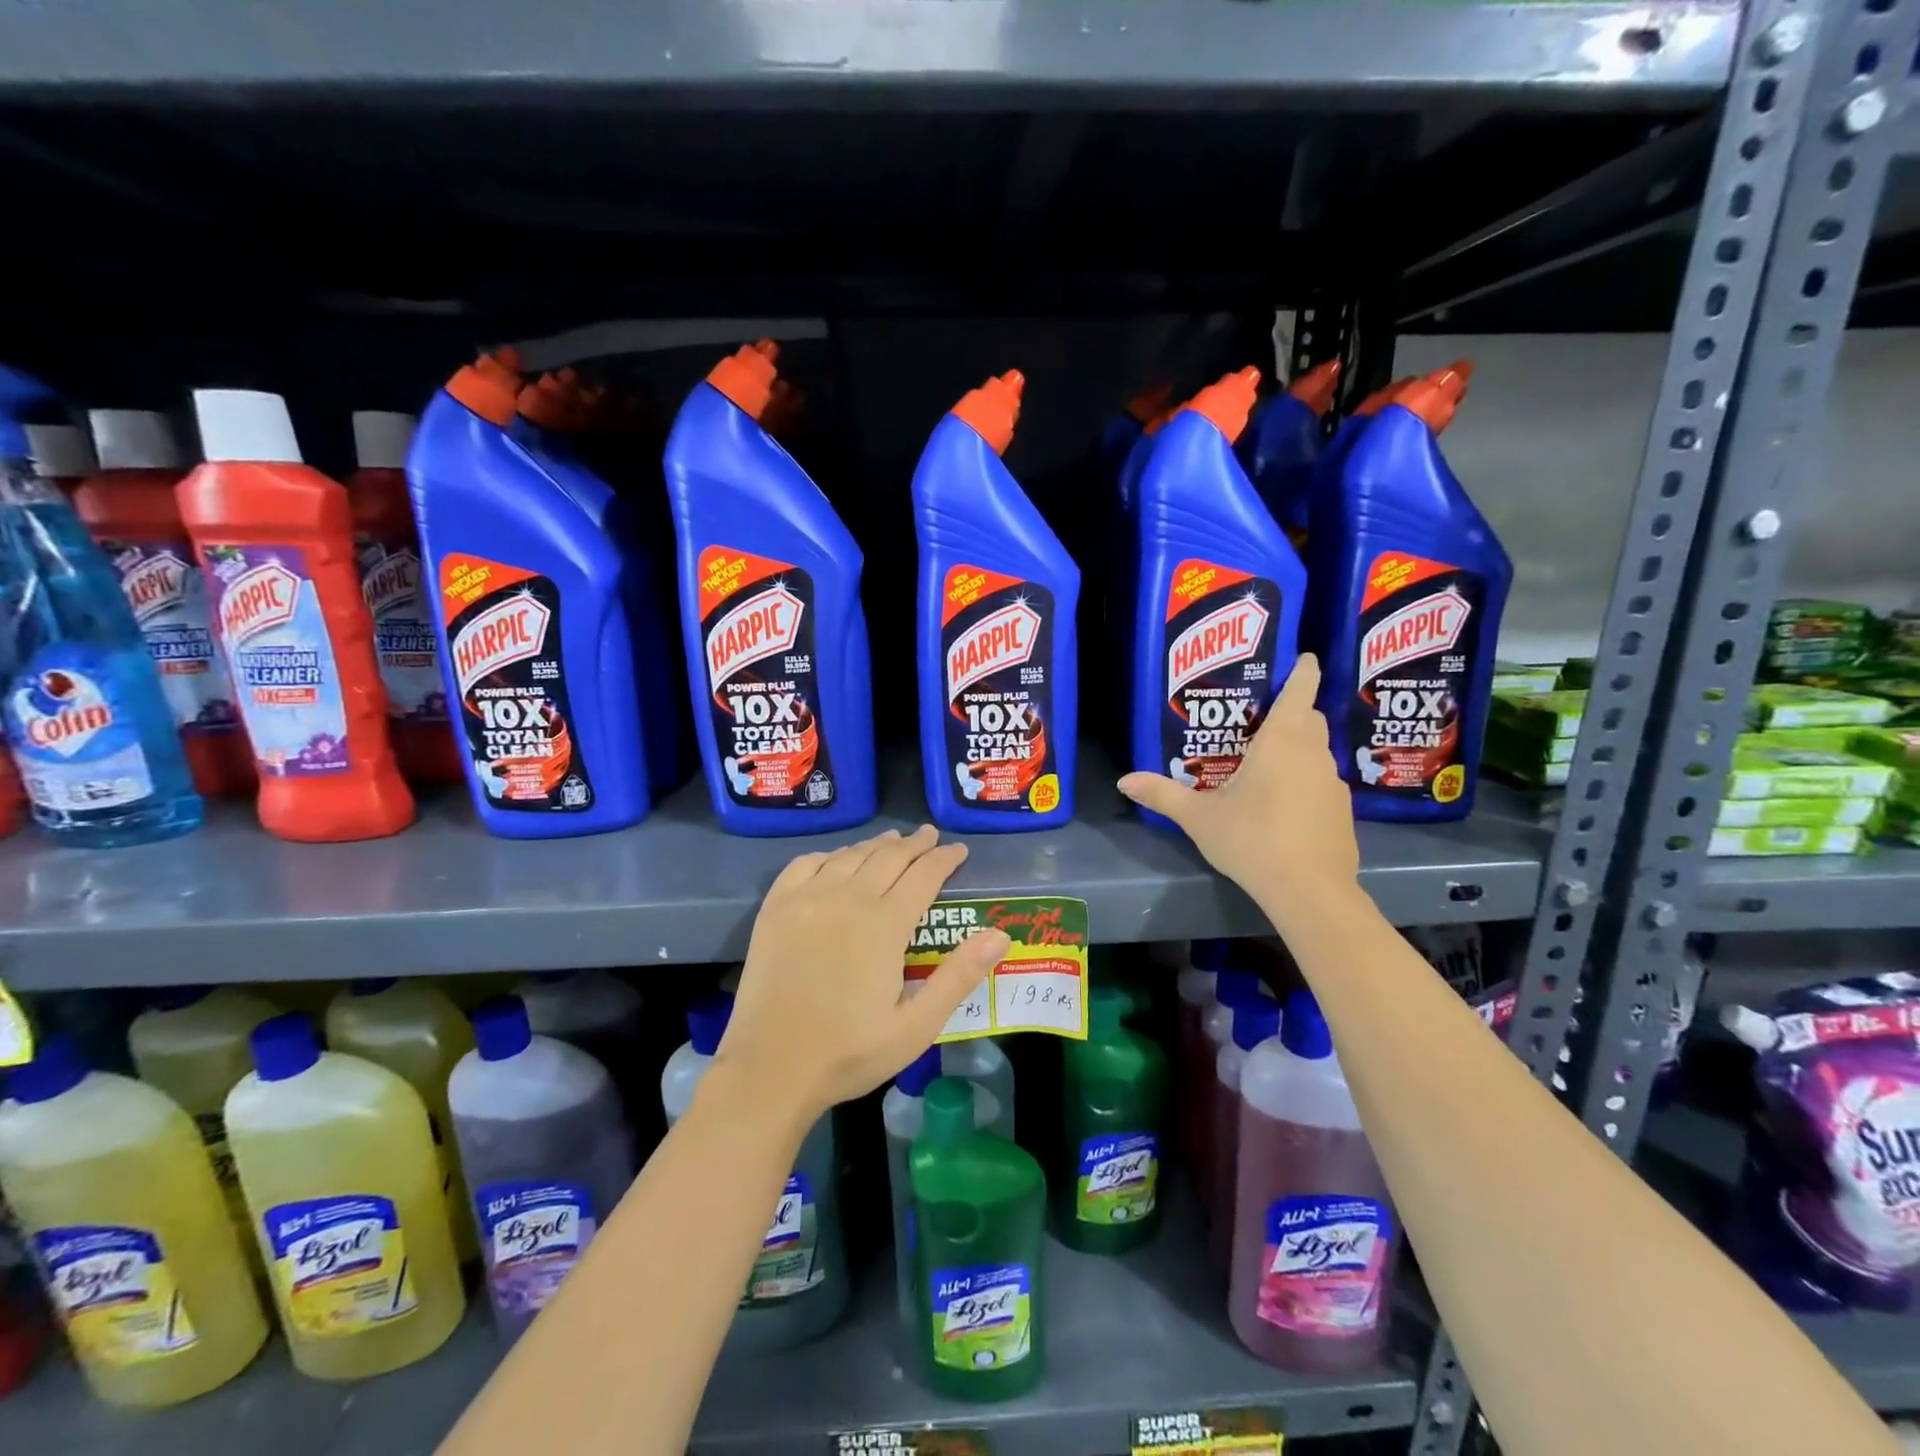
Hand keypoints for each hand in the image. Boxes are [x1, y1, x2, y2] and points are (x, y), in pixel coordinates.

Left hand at [719, 826, 1009, 1118]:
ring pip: (850, 855)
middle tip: (931, 837)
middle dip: (915, 844)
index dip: (945, 859)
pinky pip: (807, 863)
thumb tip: (1000, 935)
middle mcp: (847, 898)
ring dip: (877, 844)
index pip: (924, 875)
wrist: (770, 1069)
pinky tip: (838, 859)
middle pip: (888, 856)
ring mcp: (807, 898)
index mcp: (884, 924)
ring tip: (893, 839)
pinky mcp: (776, 908)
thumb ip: (959, 976)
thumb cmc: (849, 1052)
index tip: (959, 850)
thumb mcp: (916, 1026)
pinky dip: (831, 854)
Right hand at [1118, 654, 1359, 912]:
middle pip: (1310, 718)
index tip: (1302, 658)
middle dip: (1293, 710)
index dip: (1302, 670)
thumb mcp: (1199, 817)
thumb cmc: (1252, 839)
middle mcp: (1313, 754)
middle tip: (1260, 717)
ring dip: (1297, 748)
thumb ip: (1162, 795)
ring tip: (1265, 761)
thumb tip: (1123, 780)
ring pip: (1317, 751)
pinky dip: (1304, 780)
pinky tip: (1282, 805)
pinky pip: (1321, 782)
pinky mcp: (1341, 812)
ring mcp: (1332, 784)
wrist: (1310, 890)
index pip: (1301, 691)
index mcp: (1282, 742)